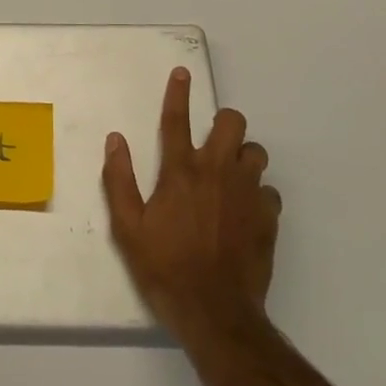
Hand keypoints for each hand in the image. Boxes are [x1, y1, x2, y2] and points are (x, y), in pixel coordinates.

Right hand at [102, 67, 281, 339]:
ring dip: (243, 156)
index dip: (178, 92)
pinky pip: (269, 190)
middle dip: (224, 123)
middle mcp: (217, 172)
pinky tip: (245, 211)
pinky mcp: (268, 217)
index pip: (177, 119)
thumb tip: (116, 140)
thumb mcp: (126, 227)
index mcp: (180, 171)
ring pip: (256, 152)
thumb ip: (118, 179)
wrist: (215, 313)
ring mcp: (248, 194)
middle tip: (212, 141)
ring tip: (230, 175)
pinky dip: (258, 193)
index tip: (183, 72)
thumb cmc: (164, 268)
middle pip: (232, 123)